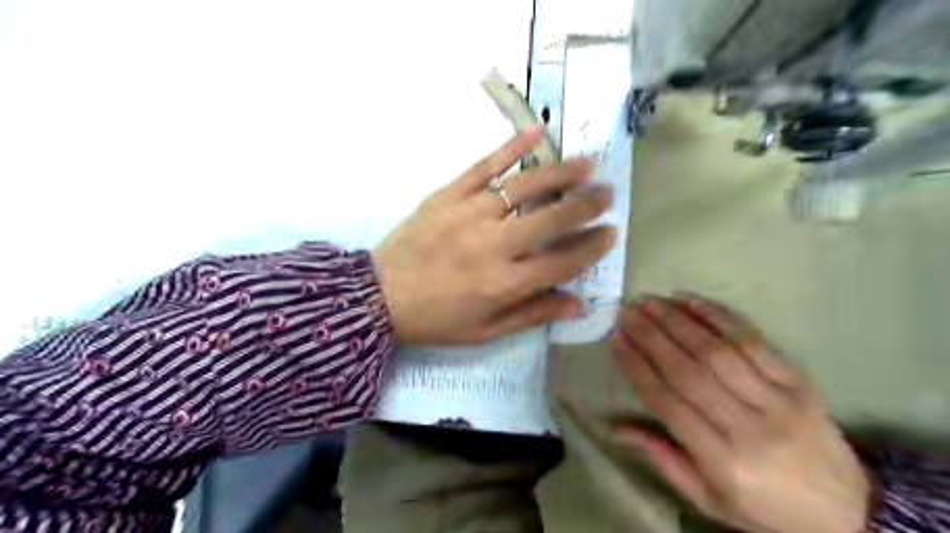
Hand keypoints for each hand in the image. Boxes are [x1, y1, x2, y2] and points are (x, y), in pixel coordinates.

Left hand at [371, 127, 616, 344]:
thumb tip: (578, 304)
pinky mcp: (447, 195)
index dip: (591, 247)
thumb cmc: (436, 319)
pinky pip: (484, 166)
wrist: (379, 297)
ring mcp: (469, 214)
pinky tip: (536, 134)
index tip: (611, 233)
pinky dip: (511, 148)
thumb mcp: (485, 331)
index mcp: (503, 283)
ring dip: (560, 173)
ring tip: (587, 165)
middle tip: (608, 193)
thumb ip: (532, 315)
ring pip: (524, 187)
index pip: (562, 261)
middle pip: (551, 218)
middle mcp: (492, 245)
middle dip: (586, 205)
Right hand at [608, 298, 865, 531]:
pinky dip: (720, 317)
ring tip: (651, 302)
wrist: (850, 513)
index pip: (667, 403)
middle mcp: (750, 427)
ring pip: (719, 351)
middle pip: (690, 371)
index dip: (637, 367)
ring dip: (679, 321)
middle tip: (627, 311)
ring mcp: (780, 401)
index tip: (615, 339)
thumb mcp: (709, 499)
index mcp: (723, 461)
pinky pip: (755, 342)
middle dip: (652, 336)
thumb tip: (614, 427)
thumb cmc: (765, 507)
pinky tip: (692, 301)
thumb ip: (663, 459)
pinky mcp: (801, 382)